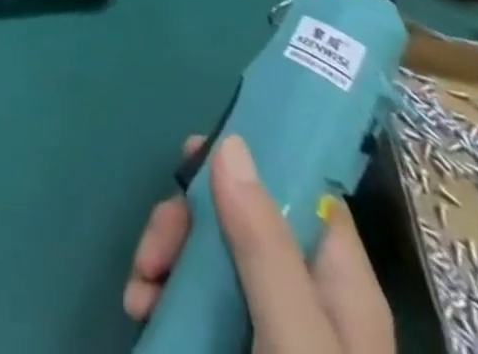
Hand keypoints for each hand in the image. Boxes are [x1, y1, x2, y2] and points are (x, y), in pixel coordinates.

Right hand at [123, 135, 393, 352]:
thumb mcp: (295, 339)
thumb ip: (266, 246)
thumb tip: (231, 144)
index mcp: (338, 285)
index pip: (301, 191)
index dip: (250, 159)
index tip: (192, 154)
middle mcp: (304, 294)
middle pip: (239, 214)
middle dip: (186, 221)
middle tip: (155, 249)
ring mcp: (267, 322)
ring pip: (209, 251)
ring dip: (165, 255)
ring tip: (139, 290)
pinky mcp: (232, 343)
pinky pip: (193, 293)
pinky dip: (162, 289)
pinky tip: (142, 308)